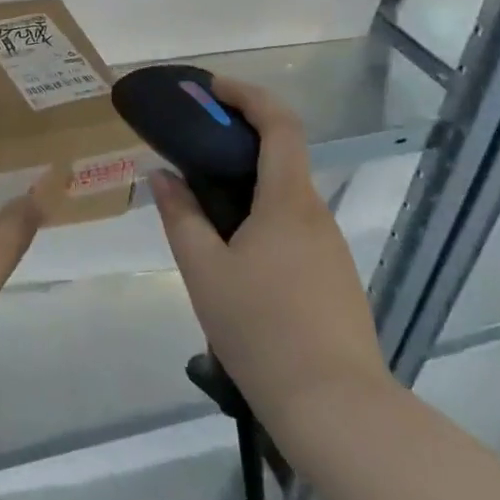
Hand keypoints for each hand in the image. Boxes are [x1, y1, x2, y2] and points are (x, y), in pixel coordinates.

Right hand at [149, 76, 394, 441]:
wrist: (337, 410)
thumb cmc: (262, 330)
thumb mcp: (203, 270)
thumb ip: (180, 215)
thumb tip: (162, 175)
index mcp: (288, 201)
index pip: (279, 123)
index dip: (247, 95)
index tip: (211, 89)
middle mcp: (315, 214)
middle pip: (281, 156)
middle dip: (236, 140)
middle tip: (191, 148)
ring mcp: (330, 249)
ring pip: (284, 197)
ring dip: (246, 185)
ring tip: (201, 207)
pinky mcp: (334, 280)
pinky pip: (292, 229)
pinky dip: (260, 218)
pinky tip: (232, 256)